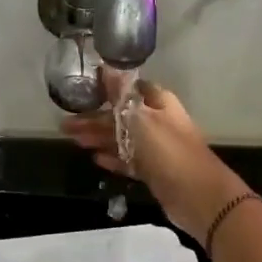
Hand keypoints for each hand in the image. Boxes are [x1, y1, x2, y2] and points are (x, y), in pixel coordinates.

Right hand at [61, 72, 247, 241]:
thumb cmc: (167, 151)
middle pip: (121, 117)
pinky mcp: (154, 172)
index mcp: (158, 103)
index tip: (83, 92)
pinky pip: (128, 160)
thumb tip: (107, 66)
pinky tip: (95, 159)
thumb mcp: (141, 117)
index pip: (130, 89)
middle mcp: (157, 122)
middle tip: (65, 124)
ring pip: (122, 139)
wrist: (196, 195)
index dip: (108, 90)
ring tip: (73, 140)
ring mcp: (156, 149)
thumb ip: (121, 94)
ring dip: (98, 138)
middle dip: (94, 119)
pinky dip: (112, 158)